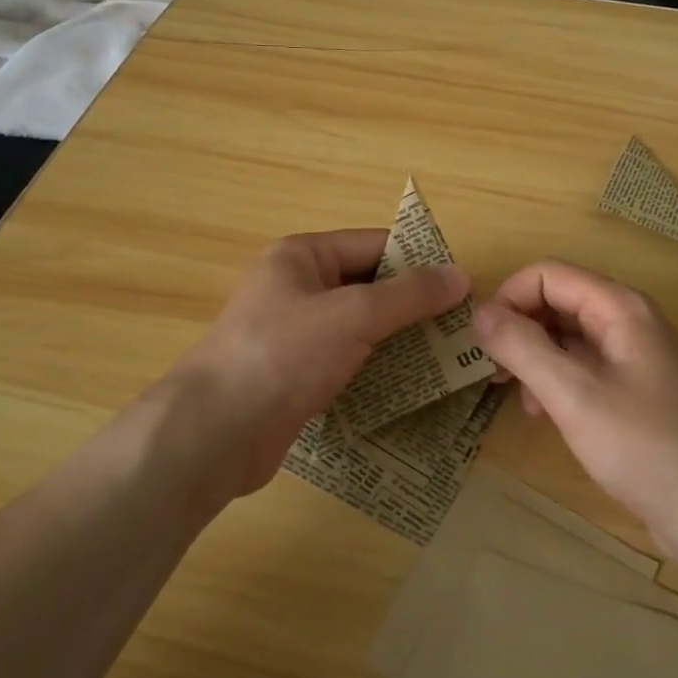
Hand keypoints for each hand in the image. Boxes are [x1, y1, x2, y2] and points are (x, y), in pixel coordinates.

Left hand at [172, 230, 468, 497]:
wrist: (215, 432)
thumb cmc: (284, 354)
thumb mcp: (354, 315)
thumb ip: (409, 295)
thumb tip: (460, 275)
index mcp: (302, 256)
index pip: (374, 245)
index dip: (419, 262)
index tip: (462, 288)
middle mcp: (296, 287)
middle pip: (368, 286)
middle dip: (412, 306)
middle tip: (460, 329)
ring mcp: (292, 333)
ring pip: (358, 327)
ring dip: (397, 340)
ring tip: (446, 359)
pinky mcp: (293, 374)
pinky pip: (344, 360)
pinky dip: (374, 368)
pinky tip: (407, 385)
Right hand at [472, 260, 677, 544]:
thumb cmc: (644, 447)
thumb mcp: (573, 395)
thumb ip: (523, 347)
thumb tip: (480, 313)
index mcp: (620, 307)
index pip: (549, 274)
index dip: (509, 298)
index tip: (482, 341)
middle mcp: (629, 320)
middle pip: (558, 300)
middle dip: (519, 328)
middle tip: (491, 369)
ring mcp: (634, 355)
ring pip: (567, 335)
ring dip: (533, 357)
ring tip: (514, 396)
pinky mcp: (635, 389)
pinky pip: (583, 365)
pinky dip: (555, 380)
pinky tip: (543, 414)